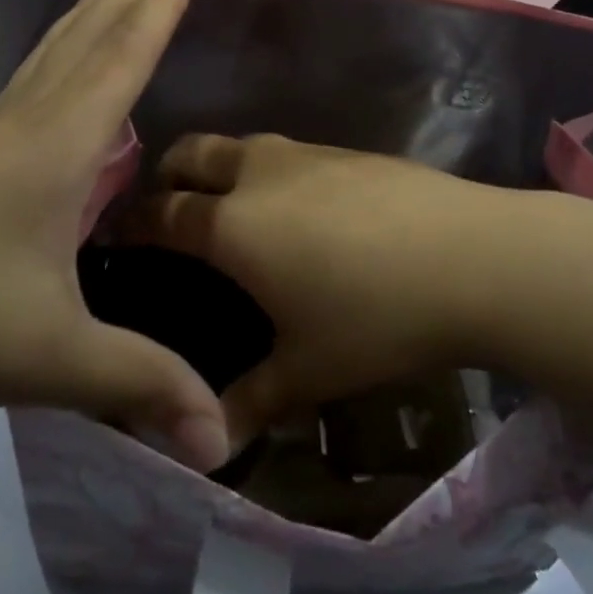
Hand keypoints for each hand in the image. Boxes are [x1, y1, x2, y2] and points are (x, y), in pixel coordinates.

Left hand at [0, 0, 229, 469]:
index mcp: (54, 149)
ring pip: (46, 61)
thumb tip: (222, 439)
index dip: (158, 12)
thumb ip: (137, 384)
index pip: (121, 62)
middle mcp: (20, 129)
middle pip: (83, 45)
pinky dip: (54, 60)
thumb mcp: (45, 358)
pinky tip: (50, 80)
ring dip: (84, 18)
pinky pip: (24, 90)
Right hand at [139, 134, 521, 448]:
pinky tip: (301, 210)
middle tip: (171, 211)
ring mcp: (306, 152)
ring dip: (223, 168)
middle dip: (170, 174)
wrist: (473, 256)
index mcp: (232, 224)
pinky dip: (270, 171)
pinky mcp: (347, 149)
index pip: (161, 213)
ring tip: (235, 211)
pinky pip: (288, 153)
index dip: (133, 223)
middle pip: (192, 152)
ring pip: (242, 145)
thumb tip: (211, 448)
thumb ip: (249, 403)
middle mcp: (258, 173)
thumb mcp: (308, 370)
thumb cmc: (376, 316)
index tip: (119, 237)